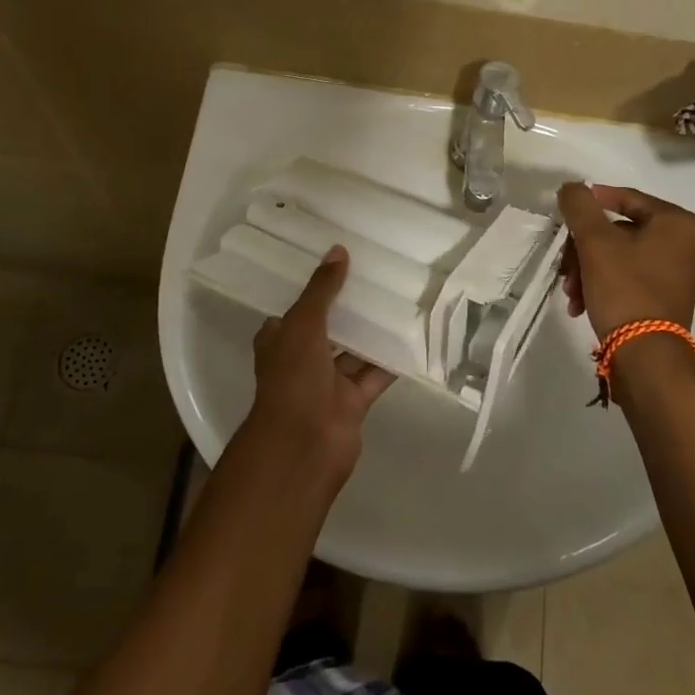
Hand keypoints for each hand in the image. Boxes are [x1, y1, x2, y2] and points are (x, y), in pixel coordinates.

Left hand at [249, 246, 394, 480]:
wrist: (303, 444)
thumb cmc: (293, 378)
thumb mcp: (303, 324)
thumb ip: (322, 289)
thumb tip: (338, 250)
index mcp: (281, 341)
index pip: (296, 309)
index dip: (314, 289)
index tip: (339, 266)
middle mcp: (302, 360)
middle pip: (329, 328)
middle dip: (349, 309)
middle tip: (378, 277)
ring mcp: (328, 382)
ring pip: (354, 351)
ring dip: (373, 332)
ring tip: (401, 300)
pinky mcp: (353, 401)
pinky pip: (374, 374)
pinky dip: (390, 360)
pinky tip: (413, 337)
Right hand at [556, 183, 694, 340]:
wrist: (646, 354)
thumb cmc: (624, 288)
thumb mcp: (595, 241)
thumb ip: (580, 206)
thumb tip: (572, 188)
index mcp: (676, 223)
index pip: (626, 198)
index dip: (592, 202)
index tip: (566, 212)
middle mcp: (687, 244)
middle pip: (620, 231)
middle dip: (585, 248)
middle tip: (565, 265)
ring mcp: (681, 274)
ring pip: (622, 257)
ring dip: (589, 270)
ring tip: (571, 292)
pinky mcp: (671, 299)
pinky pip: (632, 278)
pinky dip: (605, 285)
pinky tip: (582, 304)